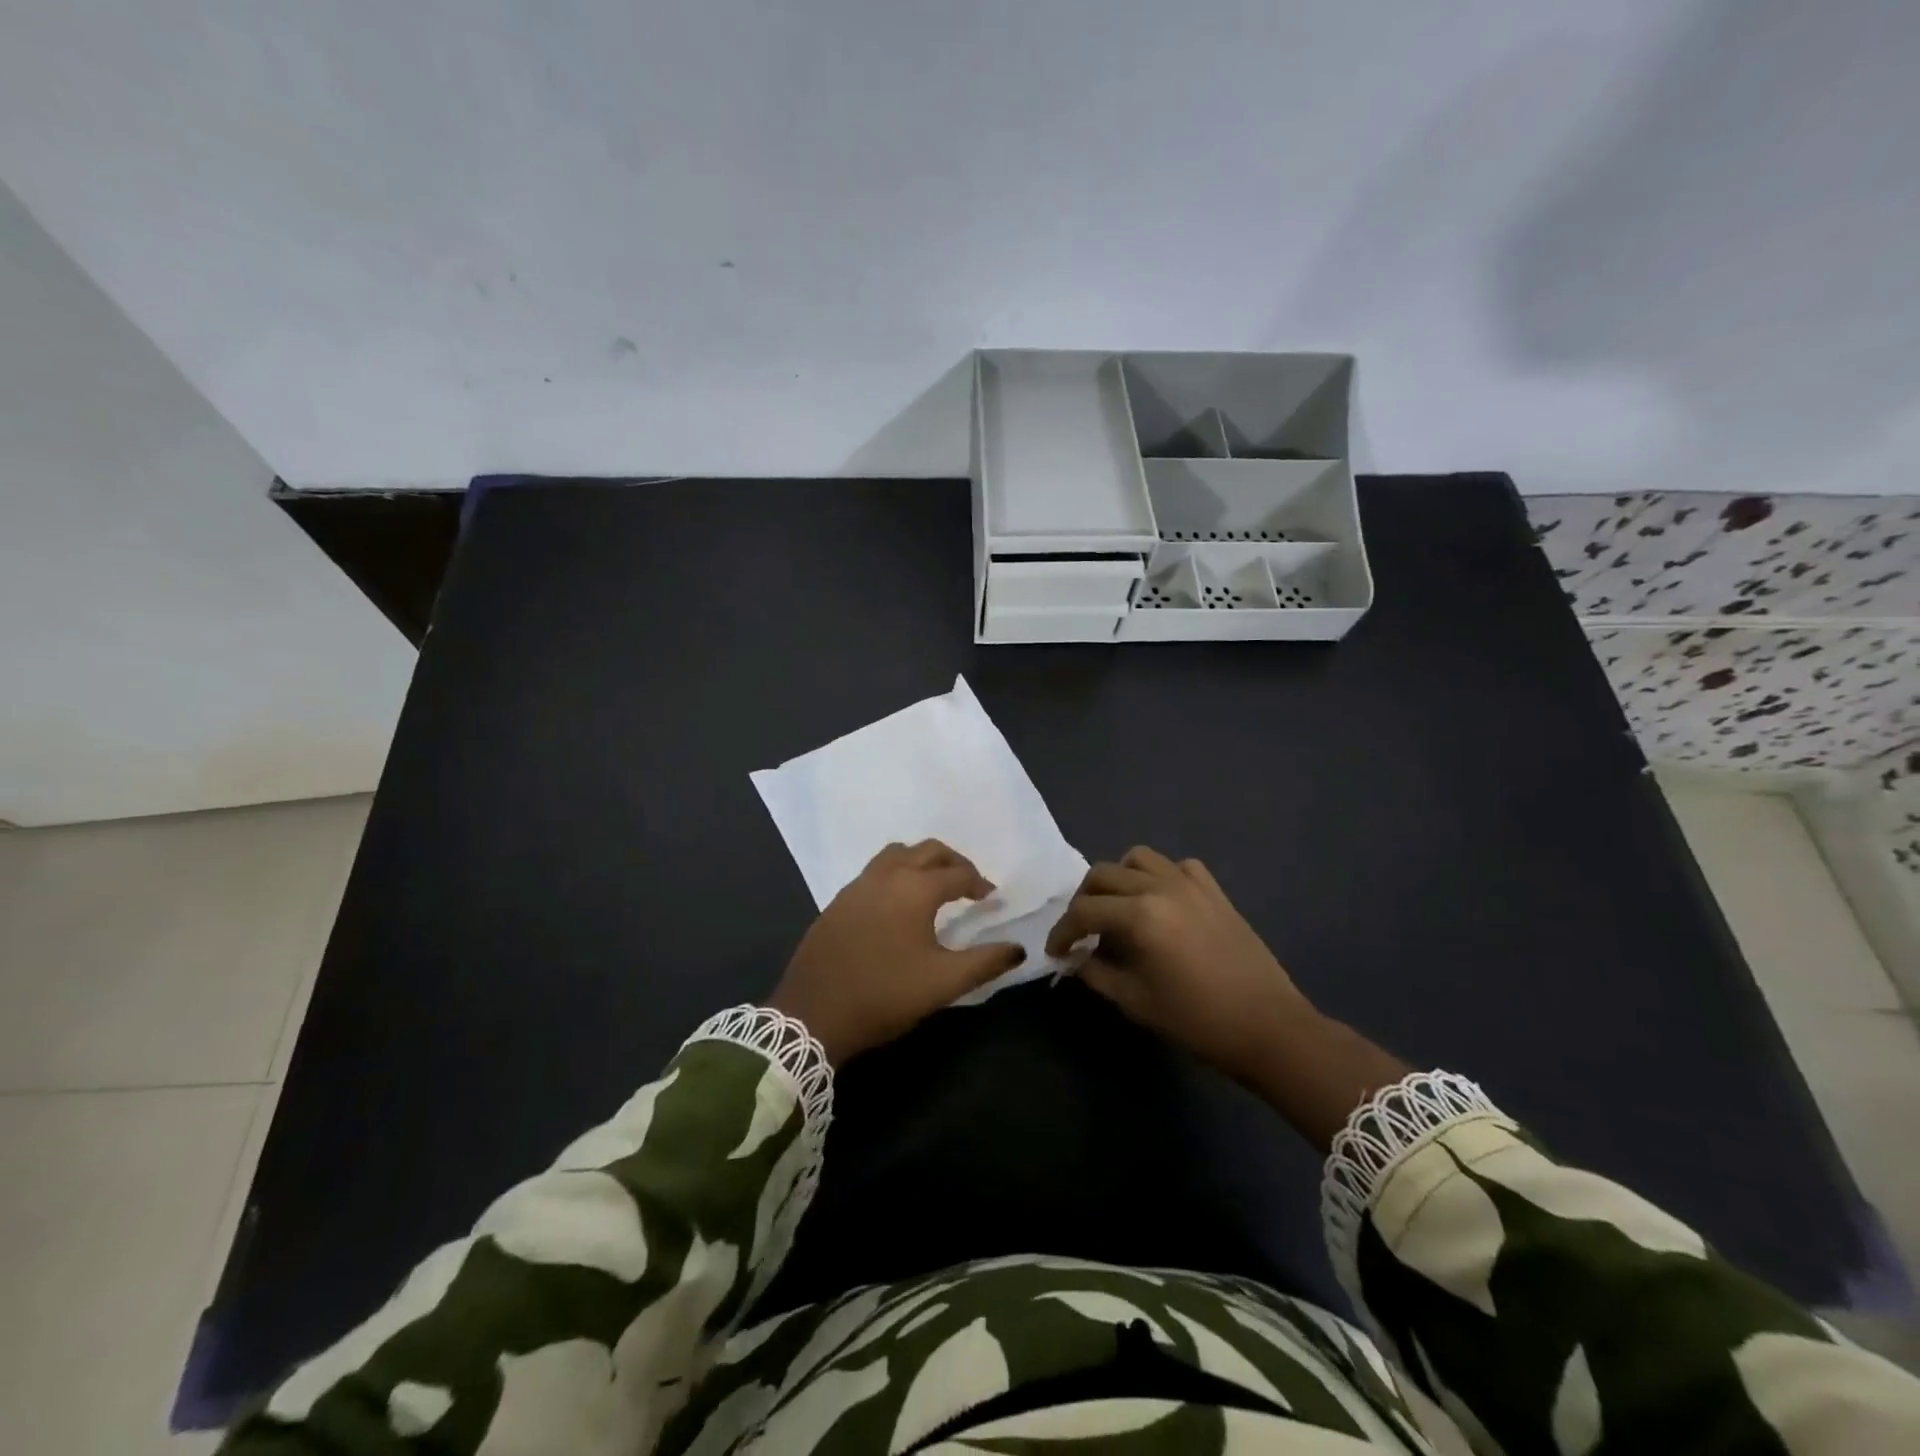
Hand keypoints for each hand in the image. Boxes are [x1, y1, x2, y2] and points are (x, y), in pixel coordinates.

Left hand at [770, 840, 1024, 1065]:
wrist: (813, 1014)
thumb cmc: (885, 995)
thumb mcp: (943, 983)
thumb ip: (985, 962)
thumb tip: (1018, 949)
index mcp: (915, 889)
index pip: (957, 874)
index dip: (979, 883)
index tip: (991, 898)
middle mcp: (886, 876)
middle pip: (927, 850)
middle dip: (953, 861)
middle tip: (969, 883)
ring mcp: (857, 885)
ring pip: (896, 854)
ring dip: (920, 861)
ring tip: (934, 885)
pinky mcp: (838, 901)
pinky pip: (874, 871)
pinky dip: (895, 873)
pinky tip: (897, 903)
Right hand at [1046, 846, 1321, 1090]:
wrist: (1268, 1026)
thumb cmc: (1197, 1020)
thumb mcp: (1135, 1002)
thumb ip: (1096, 973)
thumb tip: (1075, 958)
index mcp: (1139, 916)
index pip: (1084, 911)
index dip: (1062, 931)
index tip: (1056, 951)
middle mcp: (1160, 887)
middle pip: (1103, 874)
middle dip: (1083, 901)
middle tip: (1081, 931)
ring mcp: (1190, 883)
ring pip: (1138, 858)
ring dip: (1117, 879)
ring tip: (1117, 909)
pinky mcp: (1214, 890)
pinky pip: (1176, 866)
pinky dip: (1159, 877)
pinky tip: (1160, 903)